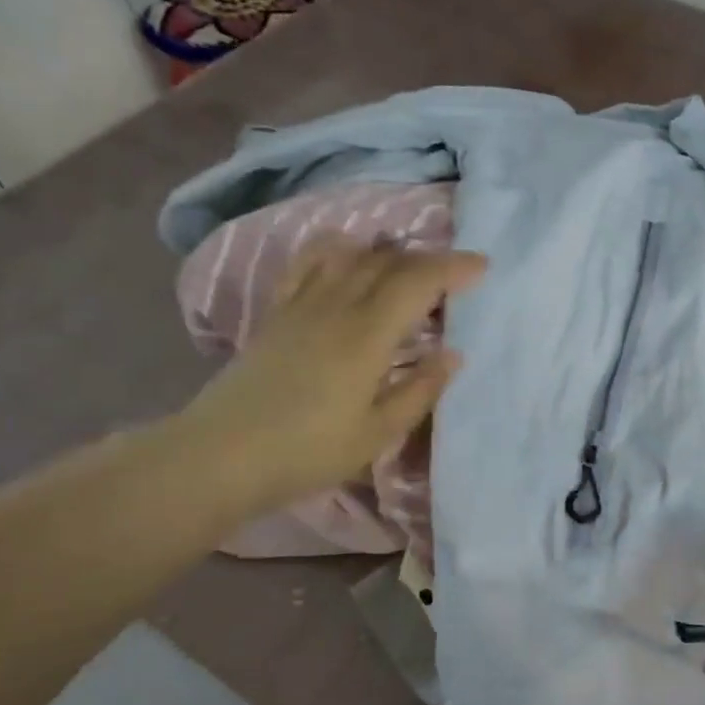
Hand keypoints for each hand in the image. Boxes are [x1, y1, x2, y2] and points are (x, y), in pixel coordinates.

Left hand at [174, 237, 485, 517]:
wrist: (222, 456)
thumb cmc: (308, 451)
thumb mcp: (377, 433)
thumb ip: (420, 390)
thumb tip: (453, 355)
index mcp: (366, 336)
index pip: (417, 282)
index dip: (453, 268)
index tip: (482, 266)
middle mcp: (335, 306)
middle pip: (387, 262)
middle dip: (428, 259)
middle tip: (454, 274)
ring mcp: (301, 305)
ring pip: (350, 256)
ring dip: (387, 251)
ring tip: (408, 263)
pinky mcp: (276, 313)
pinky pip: (307, 264)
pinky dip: (334, 249)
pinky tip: (346, 252)